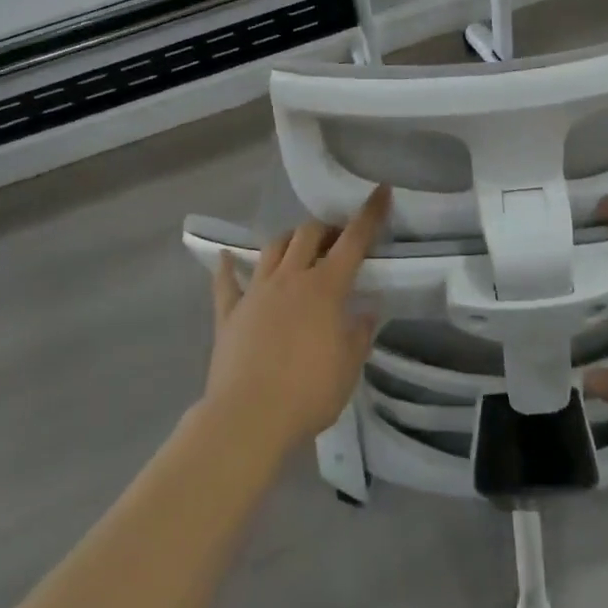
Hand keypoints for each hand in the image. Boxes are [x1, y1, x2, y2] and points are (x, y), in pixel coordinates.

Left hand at [202, 187, 389, 460]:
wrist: (248, 417)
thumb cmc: (309, 392)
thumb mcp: (349, 367)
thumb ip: (360, 334)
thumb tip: (367, 311)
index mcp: (326, 288)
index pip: (353, 241)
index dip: (369, 215)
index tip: (380, 191)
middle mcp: (291, 278)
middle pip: (308, 234)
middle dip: (325, 228)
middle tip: (335, 239)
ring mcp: (256, 291)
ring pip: (272, 248)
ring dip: (288, 241)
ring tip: (297, 248)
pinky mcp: (229, 312)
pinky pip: (226, 282)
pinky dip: (228, 267)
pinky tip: (227, 258)